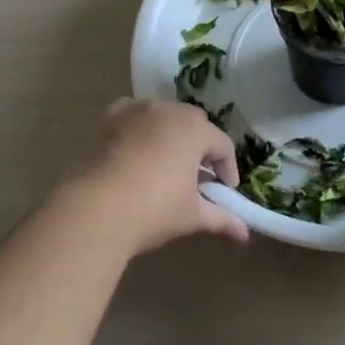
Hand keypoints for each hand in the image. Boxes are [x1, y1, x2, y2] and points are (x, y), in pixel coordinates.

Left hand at [69, 99, 247, 254]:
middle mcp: (170, 111)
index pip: (223, 146)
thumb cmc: (155, 208)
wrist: (99, 207)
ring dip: (172, 134)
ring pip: (165, 116)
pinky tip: (138, 144)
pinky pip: (135, 113)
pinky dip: (141, 124)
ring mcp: (139, 110)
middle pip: (195, 125)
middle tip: (199, 177)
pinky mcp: (114, 117)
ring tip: (169, 163)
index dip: (228, 170)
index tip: (225, 191)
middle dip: (201, 148)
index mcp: (196, 129)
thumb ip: (221, 218)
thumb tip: (244, 234)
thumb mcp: (192, 215)